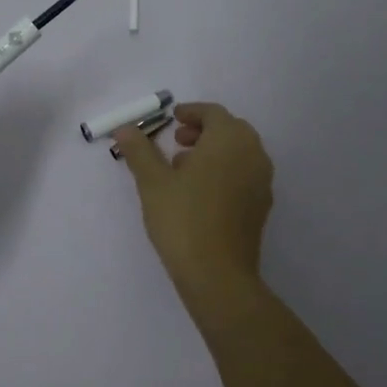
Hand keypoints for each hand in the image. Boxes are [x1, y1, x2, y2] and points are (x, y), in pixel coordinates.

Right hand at [112, 101, 273, 296]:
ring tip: (183, 167)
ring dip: (213, 151)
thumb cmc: (183, 219)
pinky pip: (244, 174)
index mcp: (229, 140)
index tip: (172, 119)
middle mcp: (253, 154)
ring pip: (239, 153)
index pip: (213, 113)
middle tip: (177, 140)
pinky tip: (200, 193)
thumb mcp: (152, 182)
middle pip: (230, 130)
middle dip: (203, 130)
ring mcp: (262, 181)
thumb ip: (139, 150)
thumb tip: (124, 129)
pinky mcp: (262, 205)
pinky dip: (224, 171)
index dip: (191, 112)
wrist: (217, 274)